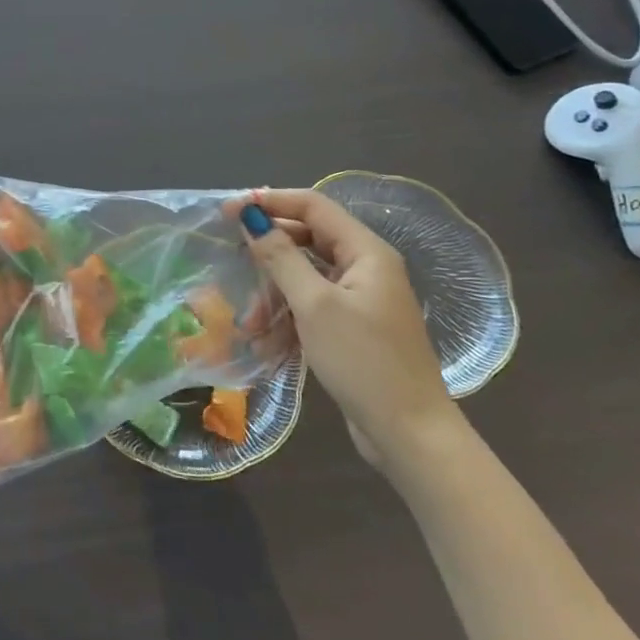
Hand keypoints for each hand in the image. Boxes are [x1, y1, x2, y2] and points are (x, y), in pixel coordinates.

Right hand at [227, 188, 460, 466]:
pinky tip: (266, 346)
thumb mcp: (314, 305)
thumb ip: (280, 257)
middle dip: (268, 257)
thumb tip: (251, 217)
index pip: (312, 206)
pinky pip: (312, 309)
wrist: (411, 437)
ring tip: (249, 326)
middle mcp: (365, 268)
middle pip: (306, 241)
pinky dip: (287, 321)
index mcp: (366, 252)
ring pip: (304, 279)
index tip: (229, 211)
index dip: (269, 202)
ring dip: (273, 297)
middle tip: (232, 263)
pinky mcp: (353, 329)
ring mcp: (360, 300)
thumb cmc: (364, 361)